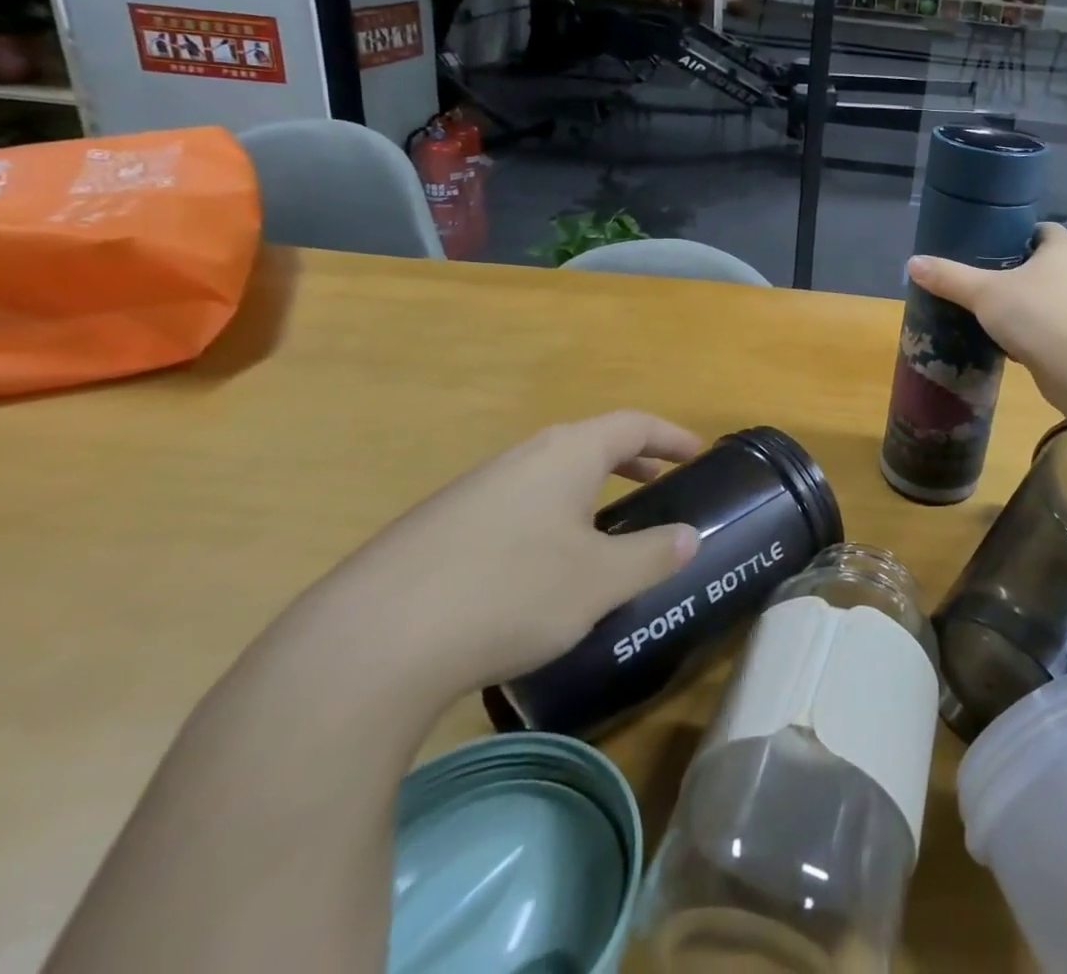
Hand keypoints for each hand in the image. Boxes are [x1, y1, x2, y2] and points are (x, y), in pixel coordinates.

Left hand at [311, 411, 702, 698]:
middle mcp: (521, 458)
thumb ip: (652, 555)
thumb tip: (689, 536)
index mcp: (567, 454)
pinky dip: (547, 520)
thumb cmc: (510, 593)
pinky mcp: (438, 529)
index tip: (697, 452)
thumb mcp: (600, 581)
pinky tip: (538, 571)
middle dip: (629, 461)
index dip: (670, 435)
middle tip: (658, 482)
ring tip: (604, 531)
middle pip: (588, 444)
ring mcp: (473, 491)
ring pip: (548, 478)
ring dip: (586, 493)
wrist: (369, 642)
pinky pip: (513, 508)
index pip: (633, 424)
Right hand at [907, 222, 1066, 375]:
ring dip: (1024, 303)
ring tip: (989, 310)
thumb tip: (913, 263)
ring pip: (1047, 297)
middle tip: (981, 278)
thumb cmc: (1036, 315)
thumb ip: (949, 277)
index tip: (989, 245)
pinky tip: (1006, 342)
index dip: (1017, 234)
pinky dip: (1031, 331)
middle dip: (1015, 270)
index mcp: (1063, 250)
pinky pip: (1051, 326)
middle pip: (1044, 263)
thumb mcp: (984, 292)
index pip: (1043, 229)